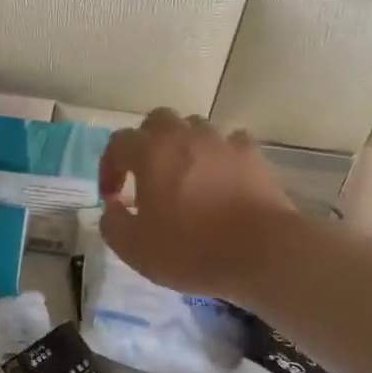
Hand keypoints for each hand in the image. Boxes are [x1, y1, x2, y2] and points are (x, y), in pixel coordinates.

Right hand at [99, 109, 297, 301]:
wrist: (262, 252)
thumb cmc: (191, 249)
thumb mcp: (134, 248)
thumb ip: (113, 223)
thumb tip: (113, 207)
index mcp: (150, 153)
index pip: (118, 143)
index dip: (109, 167)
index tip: (113, 197)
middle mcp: (184, 136)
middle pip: (157, 121)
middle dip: (146, 142)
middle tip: (146, 174)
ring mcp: (222, 142)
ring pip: (194, 127)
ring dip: (183, 145)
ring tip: (184, 175)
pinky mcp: (252, 156)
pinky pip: (230, 144)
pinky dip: (220, 156)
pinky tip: (221, 178)